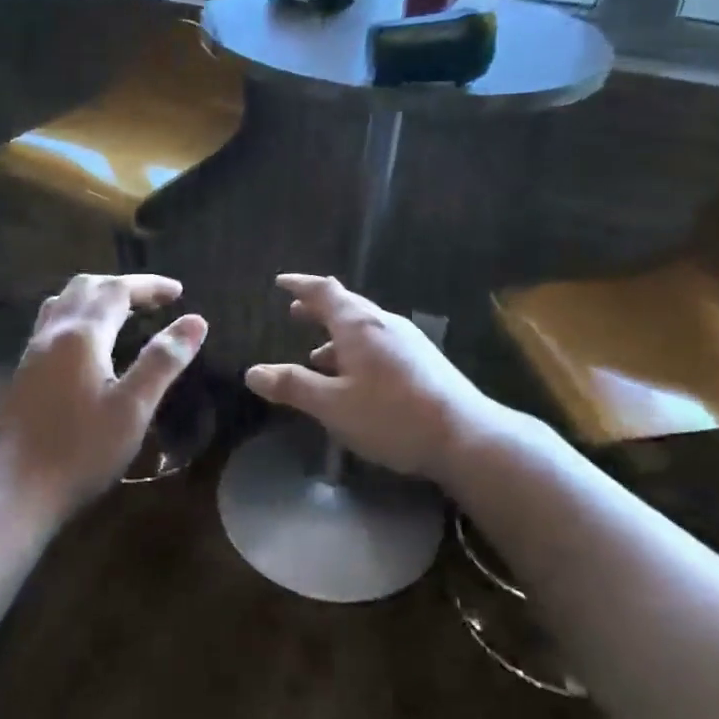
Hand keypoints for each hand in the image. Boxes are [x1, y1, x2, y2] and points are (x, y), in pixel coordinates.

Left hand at [0, 273, 207, 520]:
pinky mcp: (24, 371)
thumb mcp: (133, 408)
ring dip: (96, 296)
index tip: (179, 291)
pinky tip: (90, 343)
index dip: (149, 285)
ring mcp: (33, 351)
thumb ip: (162, 361)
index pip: (117, 290)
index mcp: (82, 335)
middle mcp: (53, 333)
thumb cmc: (82, 451)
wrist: (18, 491)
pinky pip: (52, 322)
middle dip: (122, 286)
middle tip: (154, 301)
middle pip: (86, 287)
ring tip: (124, 313)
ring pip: (64, 301)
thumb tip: (195, 321)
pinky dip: (78, 314)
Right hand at [244, 274, 502, 484]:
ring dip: (337, 335)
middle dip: (318, 308)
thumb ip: (293, 386)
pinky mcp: (423, 361)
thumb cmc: (391, 416)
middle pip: (346, 305)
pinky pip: (379, 344)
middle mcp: (384, 323)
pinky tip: (355, 378)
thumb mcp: (332, 405)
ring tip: (316, 354)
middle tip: (295, 312)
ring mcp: (408, 341)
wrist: (465, 436)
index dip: (300, 285)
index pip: (324, 292)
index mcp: (359, 325)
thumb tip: (252, 372)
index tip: (281, 282)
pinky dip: (356, 351)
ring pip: (364, 328)